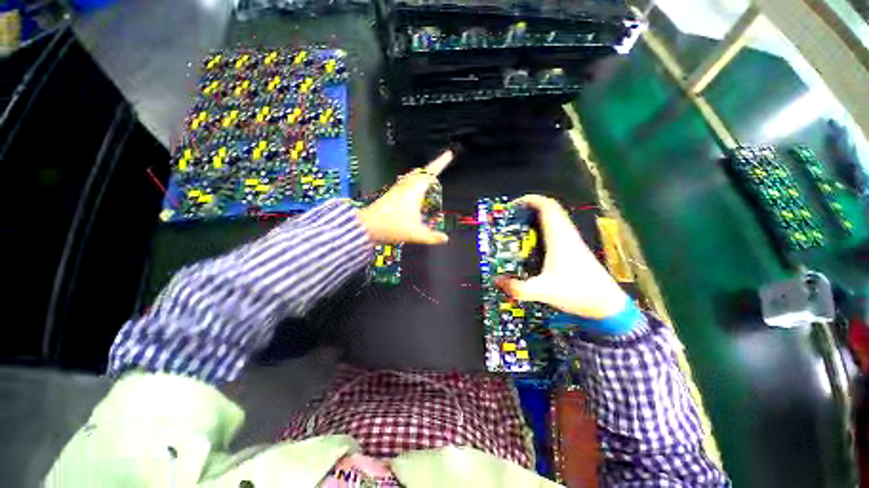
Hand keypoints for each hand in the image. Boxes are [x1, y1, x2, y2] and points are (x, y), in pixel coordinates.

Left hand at [357, 150, 452, 244]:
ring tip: (430, 176)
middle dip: (432, 167)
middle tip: (441, 164)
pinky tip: (414, 190)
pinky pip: (407, 183)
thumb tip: (445, 238)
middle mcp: (406, 187)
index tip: (449, 154)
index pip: (430, 173)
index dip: (440, 163)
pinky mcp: (391, 195)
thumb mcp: (415, 234)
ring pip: (413, 177)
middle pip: (421, 172)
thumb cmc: (391, 227)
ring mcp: (397, 190)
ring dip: (423, 174)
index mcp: (414, 191)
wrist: (366, 227)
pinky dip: (415, 181)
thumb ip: (431, 237)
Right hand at [497, 195, 627, 318]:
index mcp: (559, 237)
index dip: (531, 200)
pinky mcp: (574, 249)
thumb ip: (518, 288)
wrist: (607, 304)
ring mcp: (572, 241)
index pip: (547, 207)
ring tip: (520, 225)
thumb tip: (497, 281)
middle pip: (551, 209)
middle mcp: (566, 234)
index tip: (514, 205)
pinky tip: (534, 241)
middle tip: (513, 216)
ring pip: (555, 218)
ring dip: (538, 216)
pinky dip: (544, 227)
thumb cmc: (576, 292)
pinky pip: (557, 228)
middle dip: (531, 207)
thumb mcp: (542, 291)